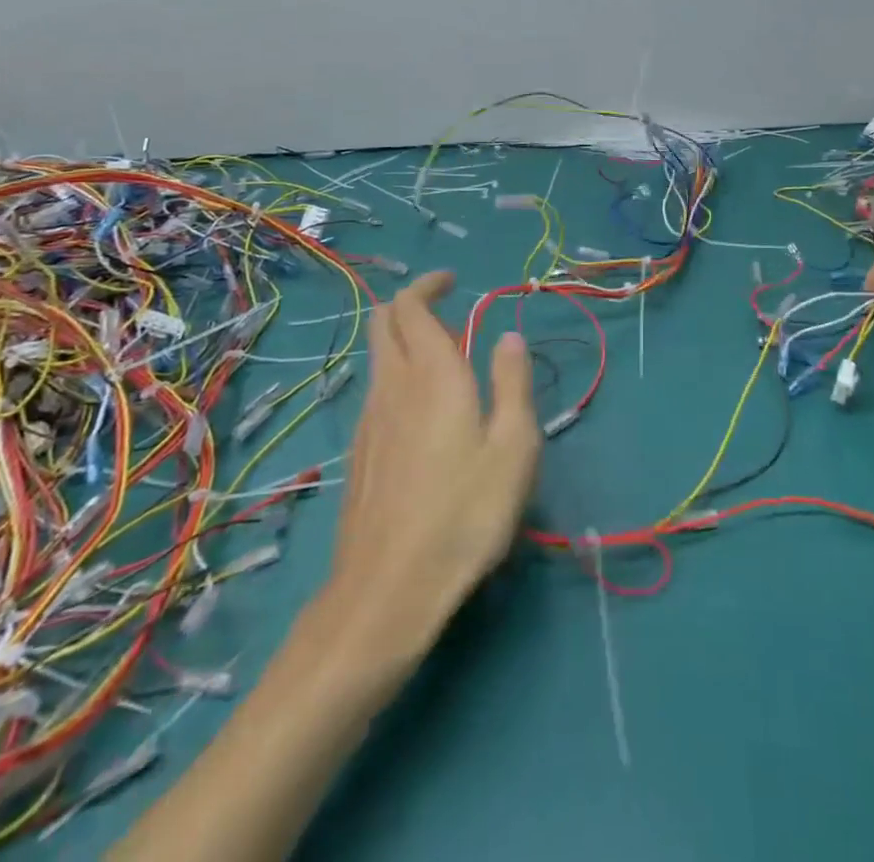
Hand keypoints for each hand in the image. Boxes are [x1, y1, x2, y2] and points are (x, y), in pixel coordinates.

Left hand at [321, 271, 540, 672]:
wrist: (388, 590)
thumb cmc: (465, 512)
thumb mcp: (514, 446)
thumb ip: (512, 383)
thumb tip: (508, 337)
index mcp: (432, 374)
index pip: (411, 307)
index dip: (428, 286)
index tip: (453, 282)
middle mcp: (392, 386)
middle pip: (383, 323)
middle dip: (410, 305)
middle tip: (447, 313)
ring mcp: (368, 420)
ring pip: (378, 358)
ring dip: (404, 343)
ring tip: (444, 363)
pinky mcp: (360, 453)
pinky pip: (376, 392)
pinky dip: (397, 378)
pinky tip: (422, 413)